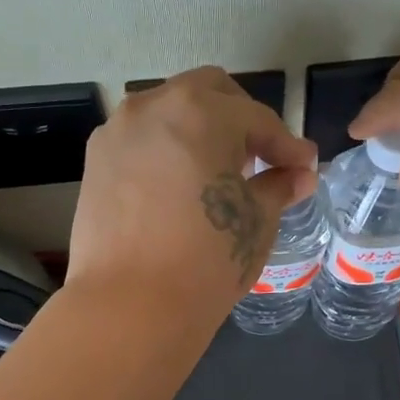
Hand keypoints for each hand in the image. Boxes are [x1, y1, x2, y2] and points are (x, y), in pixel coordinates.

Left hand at [68, 67, 317, 320]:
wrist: (130, 306)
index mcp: (201, 111)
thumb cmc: (207, 258)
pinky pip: (142, 140)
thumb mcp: (256, 220)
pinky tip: (180, 186)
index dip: (287, 145)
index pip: (257, 119)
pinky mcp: (95, 161)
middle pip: (208, 93)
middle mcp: (153, 106)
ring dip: (200, 130)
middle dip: (241, 120)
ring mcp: (118, 131)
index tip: (304, 167)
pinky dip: (167, 149)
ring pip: (169, 112)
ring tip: (218, 173)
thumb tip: (299, 175)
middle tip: (260, 159)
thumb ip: (279, 186)